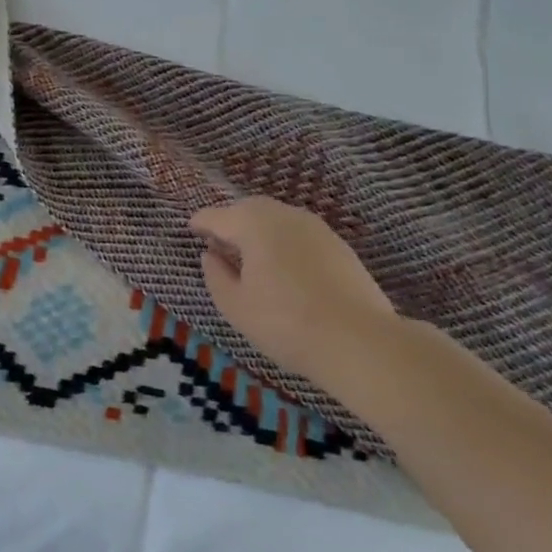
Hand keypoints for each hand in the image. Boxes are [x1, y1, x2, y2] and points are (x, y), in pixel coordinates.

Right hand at [190, 197, 400, 378]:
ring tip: (251, 256)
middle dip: (231, 221)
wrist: (361, 342)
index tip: (190, 229)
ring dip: (259, 230)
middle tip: (219, 243)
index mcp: (253, 224)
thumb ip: (216, 276)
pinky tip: (283, 267)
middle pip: (248, 209)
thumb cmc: (287, 324)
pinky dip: (283, 241)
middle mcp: (284, 215)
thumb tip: (211, 255)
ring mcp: (316, 227)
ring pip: (277, 218)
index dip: (200, 223)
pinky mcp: (339, 245)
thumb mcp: (236, 306)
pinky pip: (299, 233)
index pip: (216, 216)